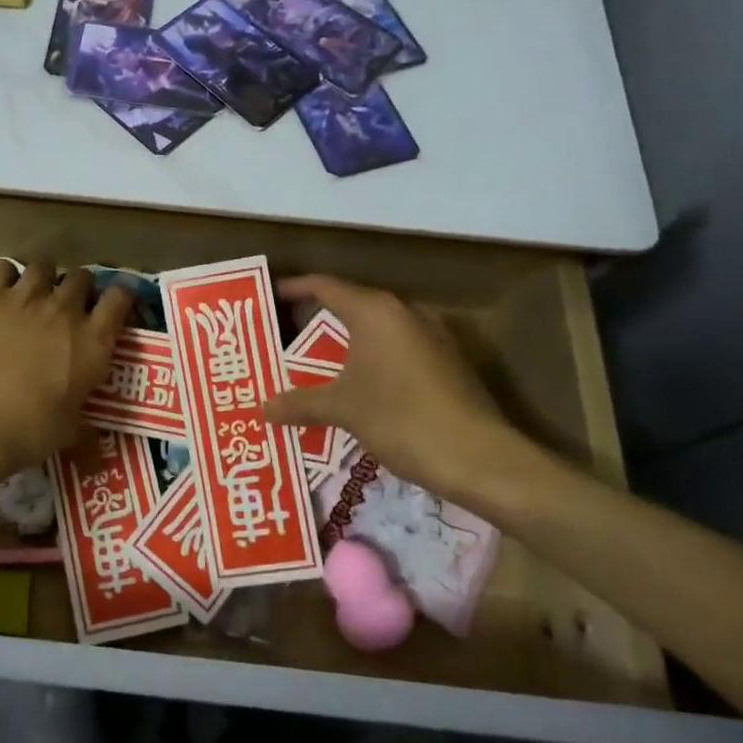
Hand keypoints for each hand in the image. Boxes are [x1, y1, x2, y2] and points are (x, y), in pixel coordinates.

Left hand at [0, 260, 132, 483]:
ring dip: (43, 278)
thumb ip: (83, 423)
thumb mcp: (69, 431)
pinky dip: (3, 277)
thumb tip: (92, 444)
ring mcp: (27, 297)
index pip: (120, 299)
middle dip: (78, 288)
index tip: (113, 307)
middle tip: (68, 306)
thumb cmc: (30, 430)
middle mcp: (66, 309)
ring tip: (34, 294)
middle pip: (82, 277)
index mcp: (94, 341)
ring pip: (44, 266)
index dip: (119, 298)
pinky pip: (1, 269)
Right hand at [262, 275, 530, 504]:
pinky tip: (356, 386)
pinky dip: (370, 360)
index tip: (266, 298)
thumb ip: (300, 403)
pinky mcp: (446, 363)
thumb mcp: (342, 409)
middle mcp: (404, 313)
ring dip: (345, 344)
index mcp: (375, 311)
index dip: (293, 289)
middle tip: (283, 337)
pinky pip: (396, 350)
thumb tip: (263, 408)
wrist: (479, 457)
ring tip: (313, 363)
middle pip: (350, 305)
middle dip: (315, 320)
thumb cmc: (401, 417)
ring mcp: (431, 337)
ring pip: (376, 330)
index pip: (324, 286)